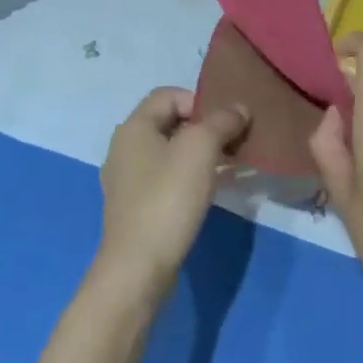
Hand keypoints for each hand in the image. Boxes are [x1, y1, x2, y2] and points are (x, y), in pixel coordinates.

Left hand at [95, 89, 248, 301]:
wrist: (138, 267)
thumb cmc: (168, 198)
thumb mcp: (201, 148)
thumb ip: (222, 121)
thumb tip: (238, 109)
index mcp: (133, 127)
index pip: (169, 95)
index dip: (200, 101)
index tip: (224, 125)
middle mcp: (124, 148)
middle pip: (170, 123)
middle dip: (204, 128)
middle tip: (232, 145)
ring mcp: (127, 181)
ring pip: (169, 153)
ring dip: (199, 155)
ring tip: (226, 168)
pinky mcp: (134, 208)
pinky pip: (165, 179)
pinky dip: (188, 178)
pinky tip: (207, 193)